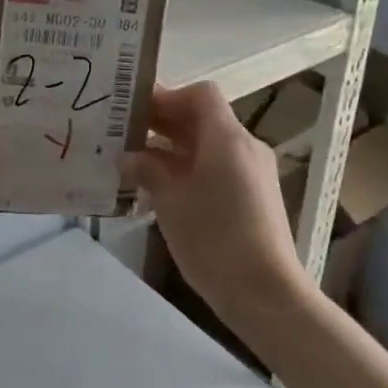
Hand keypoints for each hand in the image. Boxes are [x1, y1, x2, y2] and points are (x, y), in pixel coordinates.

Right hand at [119, 82, 313, 320]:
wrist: (264, 293)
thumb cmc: (213, 238)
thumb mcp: (170, 200)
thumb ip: (147, 169)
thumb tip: (128, 157)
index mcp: (227, 138)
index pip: (200, 94)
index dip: (167, 96)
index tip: (135, 112)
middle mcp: (244, 147)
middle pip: (203, 118)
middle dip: (163, 122)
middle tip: (123, 133)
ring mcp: (252, 173)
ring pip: (208, 144)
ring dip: (172, 147)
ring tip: (134, 163)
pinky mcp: (253, 196)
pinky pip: (217, 167)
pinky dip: (188, 168)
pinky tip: (159, 189)